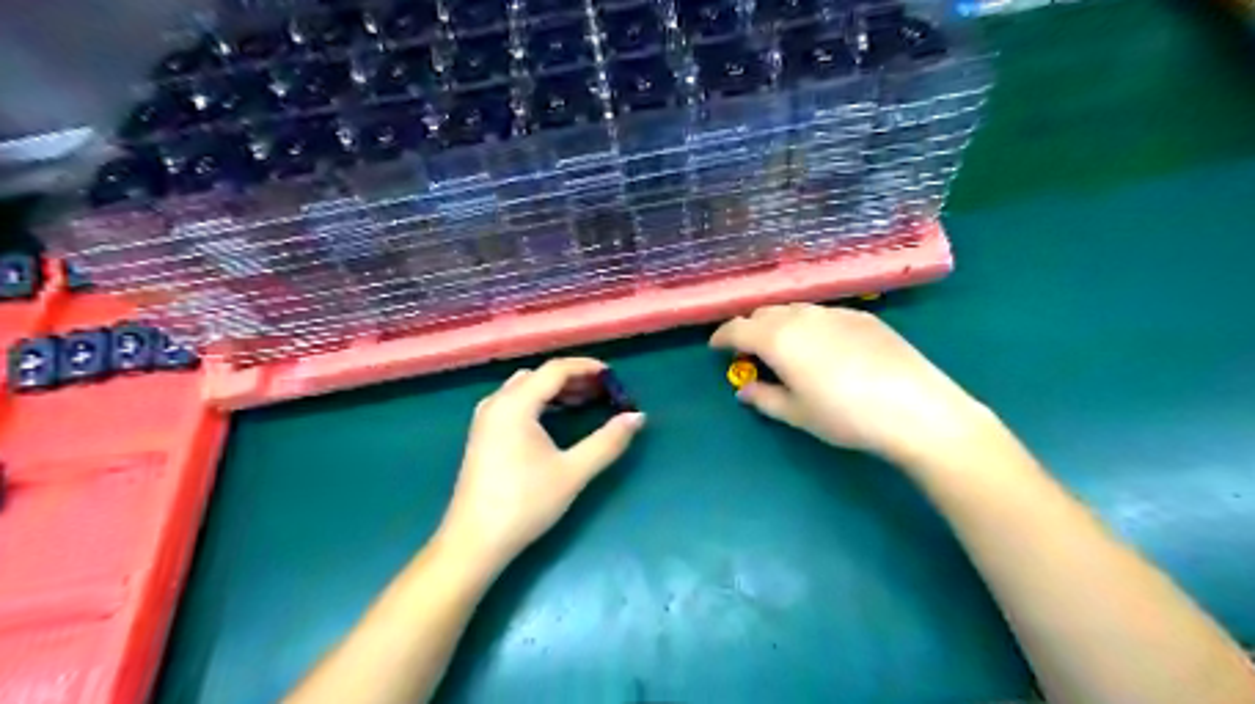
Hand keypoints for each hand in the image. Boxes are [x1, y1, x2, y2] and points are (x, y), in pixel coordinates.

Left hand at [438, 360, 641, 568]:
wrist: (474, 541)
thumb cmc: (525, 503)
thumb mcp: (573, 472)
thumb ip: (607, 441)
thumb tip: (637, 417)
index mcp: (515, 404)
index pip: (555, 370)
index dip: (587, 368)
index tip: (613, 375)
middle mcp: (497, 403)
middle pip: (539, 376)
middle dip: (573, 378)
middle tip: (603, 391)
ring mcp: (486, 419)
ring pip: (525, 388)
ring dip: (555, 390)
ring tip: (585, 402)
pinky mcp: (483, 435)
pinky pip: (515, 402)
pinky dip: (539, 402)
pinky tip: (555, 420)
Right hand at [709, 303, 996, 464]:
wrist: (916, 408)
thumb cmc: (845, 416)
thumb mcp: (797, 413)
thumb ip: (764, 398)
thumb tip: (744, 390)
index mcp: (778, 338)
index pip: (738, 328)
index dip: (722, 337)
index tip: (716, 348)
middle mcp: (802, 316)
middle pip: (765, 312)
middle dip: (750, 328)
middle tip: (750, 351)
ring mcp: (835, 312)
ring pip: (795, 309)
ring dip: (779, 323)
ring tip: (784, 347)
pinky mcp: (863, 316)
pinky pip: (822, 313)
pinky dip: (809, 324)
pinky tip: (823, 346)